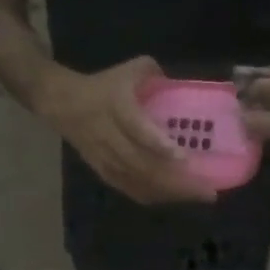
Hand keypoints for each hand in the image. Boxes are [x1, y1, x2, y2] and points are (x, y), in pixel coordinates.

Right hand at [38, 57, 217, 205]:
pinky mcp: (104, 172)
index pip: (138, 130)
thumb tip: (180, 85)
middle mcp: (111, 138)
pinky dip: (154, 196)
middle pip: (144, 166)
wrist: (61, 104)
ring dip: (169, 193)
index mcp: (117, 108)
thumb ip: (154, 73)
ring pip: (139, 182)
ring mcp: (107, 159)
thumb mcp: (128, 70)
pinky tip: (173, 198)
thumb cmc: (101, 86)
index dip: (159, 145)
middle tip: (207, 190)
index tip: (184, 158)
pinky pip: (131, 189)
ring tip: (198, 196)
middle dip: (177, 182)